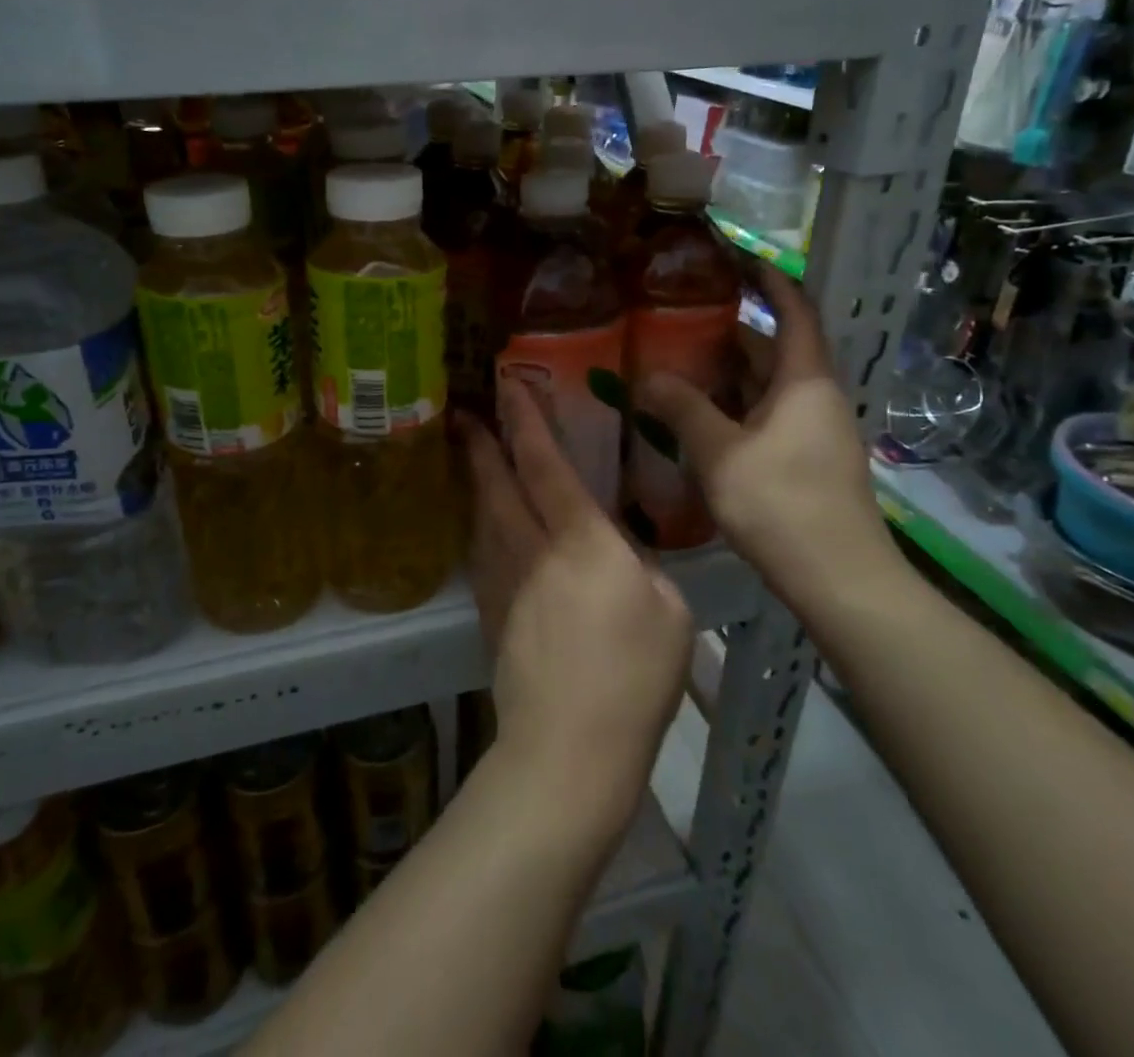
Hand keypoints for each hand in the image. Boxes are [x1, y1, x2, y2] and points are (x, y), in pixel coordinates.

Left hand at [462, 383, 692, 841]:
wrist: (568, 748)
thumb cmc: (632, 677)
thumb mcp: (669, 611)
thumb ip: (641, 567)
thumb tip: (618, 556)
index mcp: (579, 540)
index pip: (545, 465)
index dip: (526, 421)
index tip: (507, 386)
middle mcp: (532, 550)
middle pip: (497, 484)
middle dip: (482, 445)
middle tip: (464, 414)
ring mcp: (504, 582)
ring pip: (483, 517)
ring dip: (476, 482)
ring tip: (472, 460)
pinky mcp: (492, 614)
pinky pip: (482, 553)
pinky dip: (480, 526)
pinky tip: (484, 526)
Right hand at [637, 268, 893, 613]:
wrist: (839, 579)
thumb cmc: (782, 504)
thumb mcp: (720, 453)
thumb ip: (682, 408)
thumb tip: (647, 375)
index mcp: (805, 381)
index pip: (794, 311)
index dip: (769, 280)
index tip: (734, 259)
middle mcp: (816, 397)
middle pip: (773, 350)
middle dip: (729, 332)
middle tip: (677, 320)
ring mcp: (814, 430)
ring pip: (767, 386)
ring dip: (727, 374)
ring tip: (676, 365)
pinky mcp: (807, 460)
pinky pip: (766, 416)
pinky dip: (734, 407)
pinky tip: (697, 419)